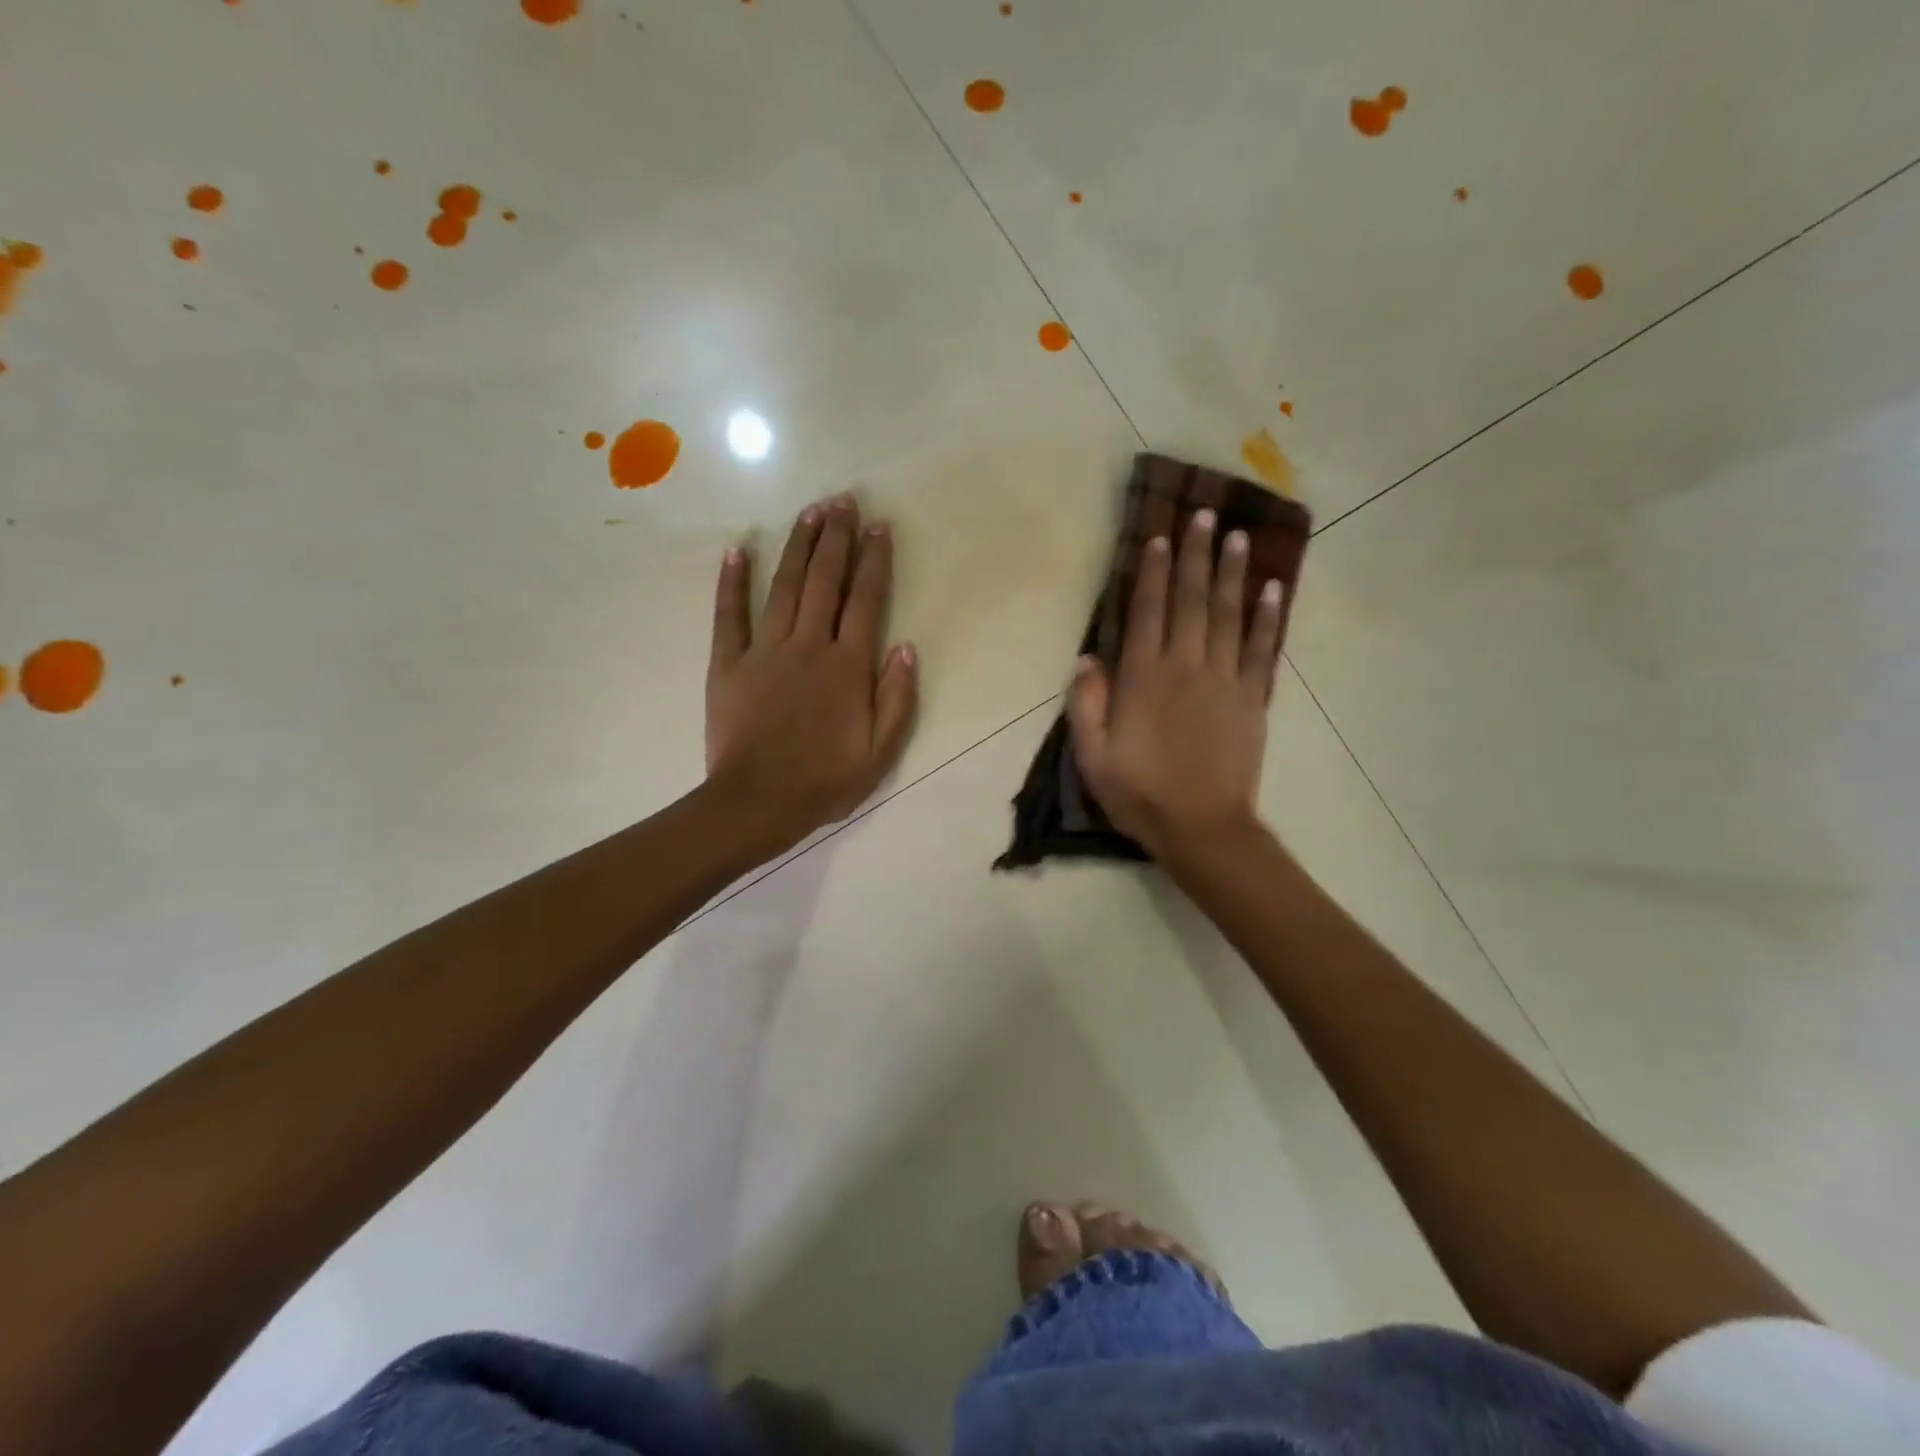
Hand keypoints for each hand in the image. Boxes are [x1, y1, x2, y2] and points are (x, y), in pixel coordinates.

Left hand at [706, 493, 918, 857]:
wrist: (756, 803)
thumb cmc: (824, 782)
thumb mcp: (879, 752)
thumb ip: (896, 699)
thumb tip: (906, 647)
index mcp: (847, 667)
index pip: (866, 601)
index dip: (874, 561)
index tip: (879, 526)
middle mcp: (808, 646)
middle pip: (824, 581)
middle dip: (837, 538)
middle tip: (844, 500)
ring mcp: (765, 652)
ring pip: (784, 587)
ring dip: (799, 546)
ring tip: (810, 512)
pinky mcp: (728, 664)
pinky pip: (729, 615)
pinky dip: (732, 582)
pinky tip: (737, 550)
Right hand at [1067, 509, 1283, 860]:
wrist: (1201, 828)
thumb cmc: (1139, 794)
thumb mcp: (1092, 756)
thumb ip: (1087, 704)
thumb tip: (1088, 659)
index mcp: (1143, 678)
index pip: (1148, 611)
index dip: (1154, 572)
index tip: (1161, 536)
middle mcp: (1185, 666)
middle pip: (1192, 601)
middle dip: (1196, 555)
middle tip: (1205, 515)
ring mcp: (1224, 680)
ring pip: (1229, 615)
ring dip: (1233, 573)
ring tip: (1238, 536)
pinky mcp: (1252, 699)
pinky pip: (1262, 650)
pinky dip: (1268, 618)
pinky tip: (1274, 589)